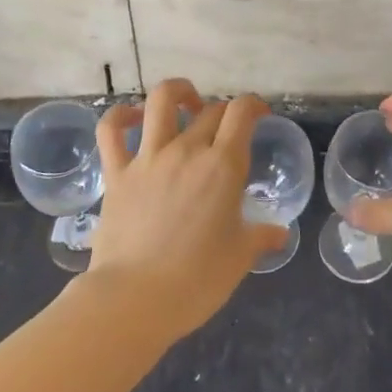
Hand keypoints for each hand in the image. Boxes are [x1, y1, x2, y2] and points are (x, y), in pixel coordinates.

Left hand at [85, 79, 287, 341]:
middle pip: (210, 110)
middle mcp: (186, 151)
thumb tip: (280, 233)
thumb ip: (261, 237)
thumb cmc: (197, 280)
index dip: (254, 105)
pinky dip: (120, 115)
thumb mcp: (239, 258)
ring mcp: (147, 158)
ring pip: (160, 102)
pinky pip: (111, 130)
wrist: (135, 298)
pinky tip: (132, 118)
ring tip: (186, 103)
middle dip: (224, 113)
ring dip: (178, 93)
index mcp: (222, 166)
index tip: (259, 114)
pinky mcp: (116, 172)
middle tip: (228, 131)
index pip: (241, 113)